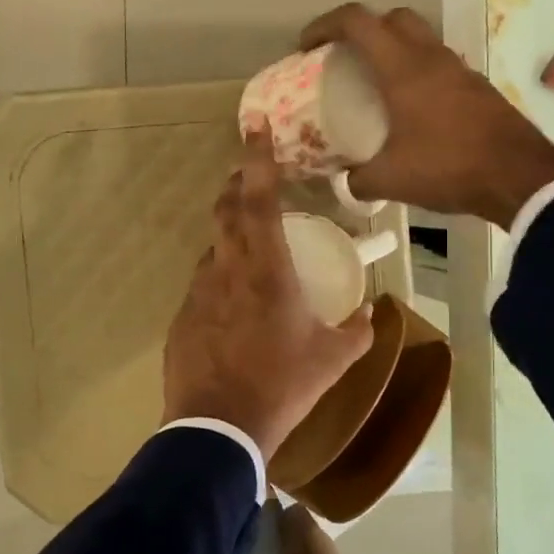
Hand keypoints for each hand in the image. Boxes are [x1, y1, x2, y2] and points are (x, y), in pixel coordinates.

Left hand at [163, 134, 374, 461]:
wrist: (218, 428)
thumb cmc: (283, 385)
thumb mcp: (334, 359)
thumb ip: (359, 330)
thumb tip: (371, 313)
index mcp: (267, 269)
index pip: (261, 199)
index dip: (260, 158)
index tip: (255, 125)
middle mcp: (227, 269)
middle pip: (227, 209)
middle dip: (238, 184)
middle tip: (251, 176)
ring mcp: (198, 292)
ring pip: (213, 248)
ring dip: (230, 236)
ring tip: (250, 248)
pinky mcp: (181, 317)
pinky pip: (203, 284)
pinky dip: (220, 279)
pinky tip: (233, 306)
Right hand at [301, 4, 553, 225]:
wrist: (520, 177)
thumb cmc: (449, 168)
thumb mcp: (391, 180)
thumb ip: (358, 179)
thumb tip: (345, 182)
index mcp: (403, 68)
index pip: (358, 22)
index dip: (325, 25)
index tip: (307, 46)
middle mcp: (432, 58)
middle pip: (393, 18)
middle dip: (364, 29)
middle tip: (346, 58)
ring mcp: (460, 70)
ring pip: (421, 39)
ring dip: (395, 49)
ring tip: (378, 83)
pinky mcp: (479, 88)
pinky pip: (440, 65)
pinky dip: (419, 72)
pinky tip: (414, 108)